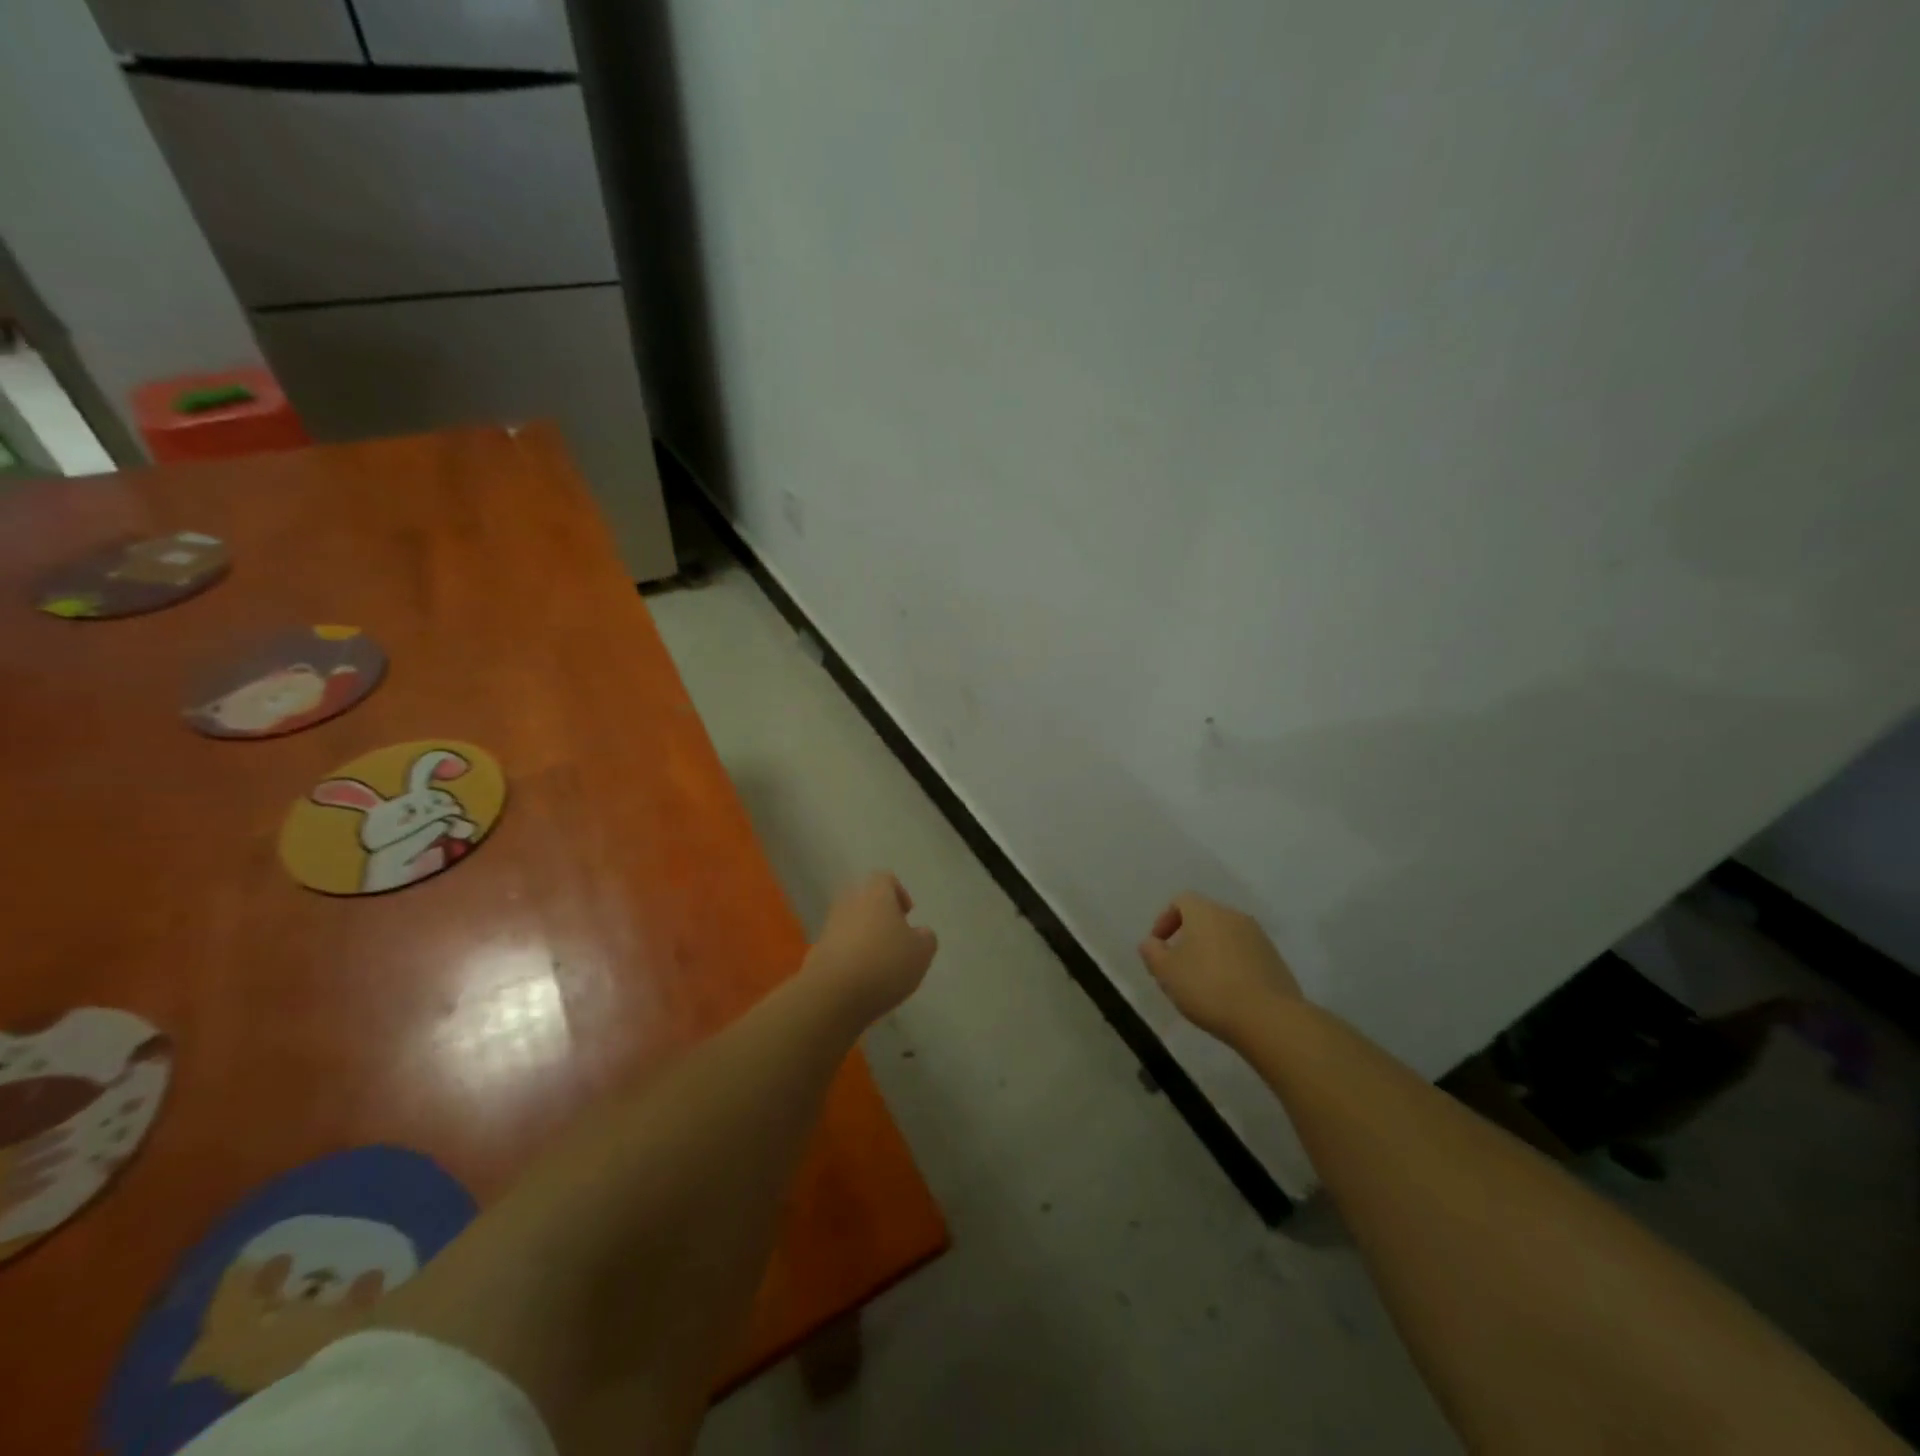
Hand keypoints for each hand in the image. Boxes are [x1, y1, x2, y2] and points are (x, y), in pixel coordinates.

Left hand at [805, 872, 938, 1024]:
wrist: (833, 993)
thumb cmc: (885, 963)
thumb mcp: (921, 952)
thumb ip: (926, 938)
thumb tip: (920, 933)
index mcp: (876, 894)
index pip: (885, 878)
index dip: (898, 893)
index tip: (907, 915)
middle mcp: (850, 903)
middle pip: (865, 899)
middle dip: (880, 915)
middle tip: (894, 939)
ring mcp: (830, 926)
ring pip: (851, 923)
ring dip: (864, 937)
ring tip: (880, 964)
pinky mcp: (817, 951)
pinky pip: (839, 946)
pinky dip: (850, 956)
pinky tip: (861, 979)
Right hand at [1139, 892, 1301, 1041]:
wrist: (1268, 1018)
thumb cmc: (1208, 988)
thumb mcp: (1167, 973)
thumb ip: (1152, 952)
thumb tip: (1151, 942)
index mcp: (1205, 912)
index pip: (1181, 900)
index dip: (1165, 920)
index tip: (1159, 945)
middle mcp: (1233, 916)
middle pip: (1205, 917)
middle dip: (1188, 937)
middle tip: (1178, 966)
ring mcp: (1258, 937)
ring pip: (1226, 936)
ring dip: (1211, 952)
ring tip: (1203, 982)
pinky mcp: (1275, 960)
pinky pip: (1245, 954)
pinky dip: (1232, 965)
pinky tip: (1228, 992)